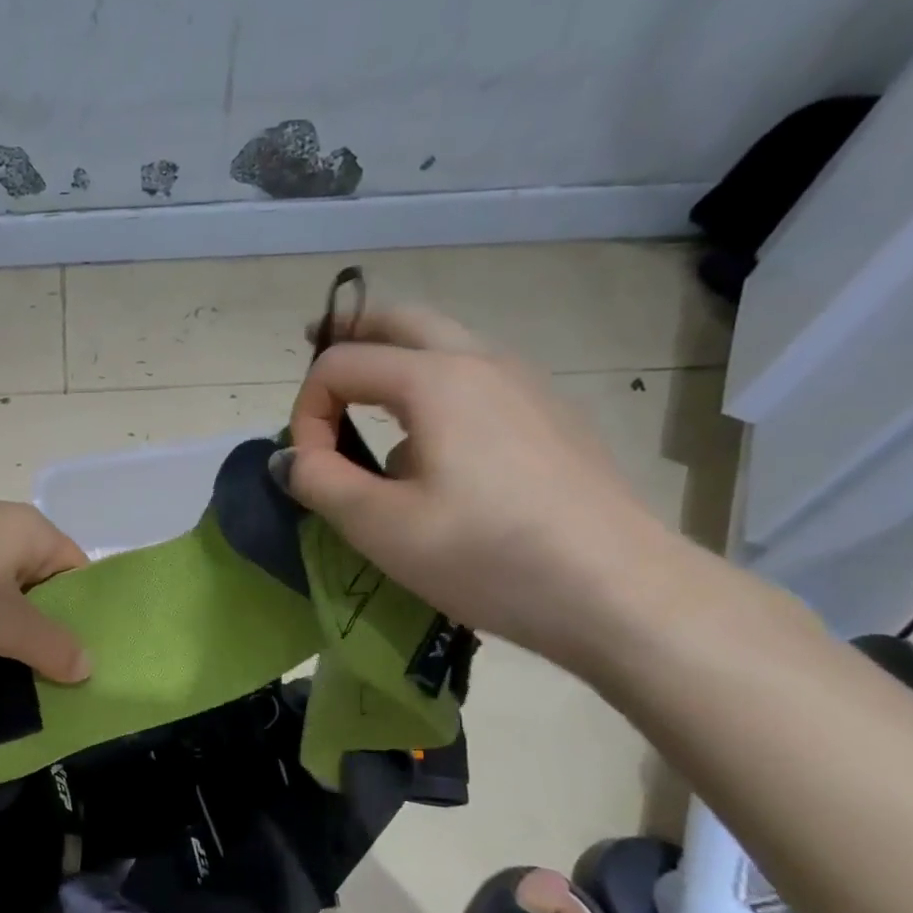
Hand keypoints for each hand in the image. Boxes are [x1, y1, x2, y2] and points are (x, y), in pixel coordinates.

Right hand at [273, 304, 681, 667]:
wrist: (620, 592)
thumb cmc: (487, 554)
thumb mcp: (379, 525)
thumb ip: (319, 480)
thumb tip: (292, 457)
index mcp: (435, 378)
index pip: (341, 365)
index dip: (307, 411)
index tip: (310, 468)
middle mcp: (482, 361)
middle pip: (401, 321)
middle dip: (350, 334)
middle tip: (315, 351)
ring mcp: (526, 384)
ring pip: (445, 343)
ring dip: (395, 357)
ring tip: (367, 403)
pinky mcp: (551, 416)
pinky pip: (477, 377)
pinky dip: (434, 384)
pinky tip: (433, 447)